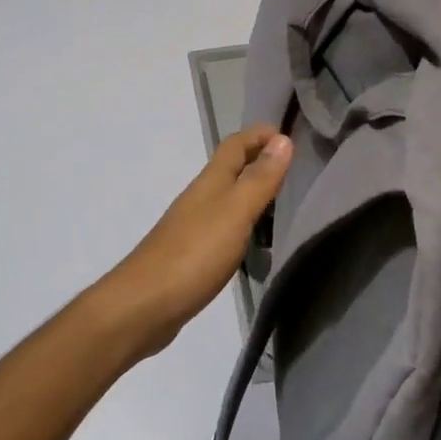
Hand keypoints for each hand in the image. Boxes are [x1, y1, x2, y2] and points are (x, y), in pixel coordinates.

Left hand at [90, 126, 292, 361]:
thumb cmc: (194, 253)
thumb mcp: (235, 212)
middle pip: (231, 168)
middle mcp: (200, 197)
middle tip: (296, 168)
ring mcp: (193, 226)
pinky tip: (255, 241)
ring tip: (284, 203)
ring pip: (227, 197)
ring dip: (252, 192)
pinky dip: (242, 223)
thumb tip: (283, 139)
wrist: (144, 305)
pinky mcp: (191, 254)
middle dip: (260, 161)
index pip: (236, 144)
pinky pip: (222, 226)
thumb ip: (259, 179)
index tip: (291, 135)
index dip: (260, 134)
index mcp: (211, 182)